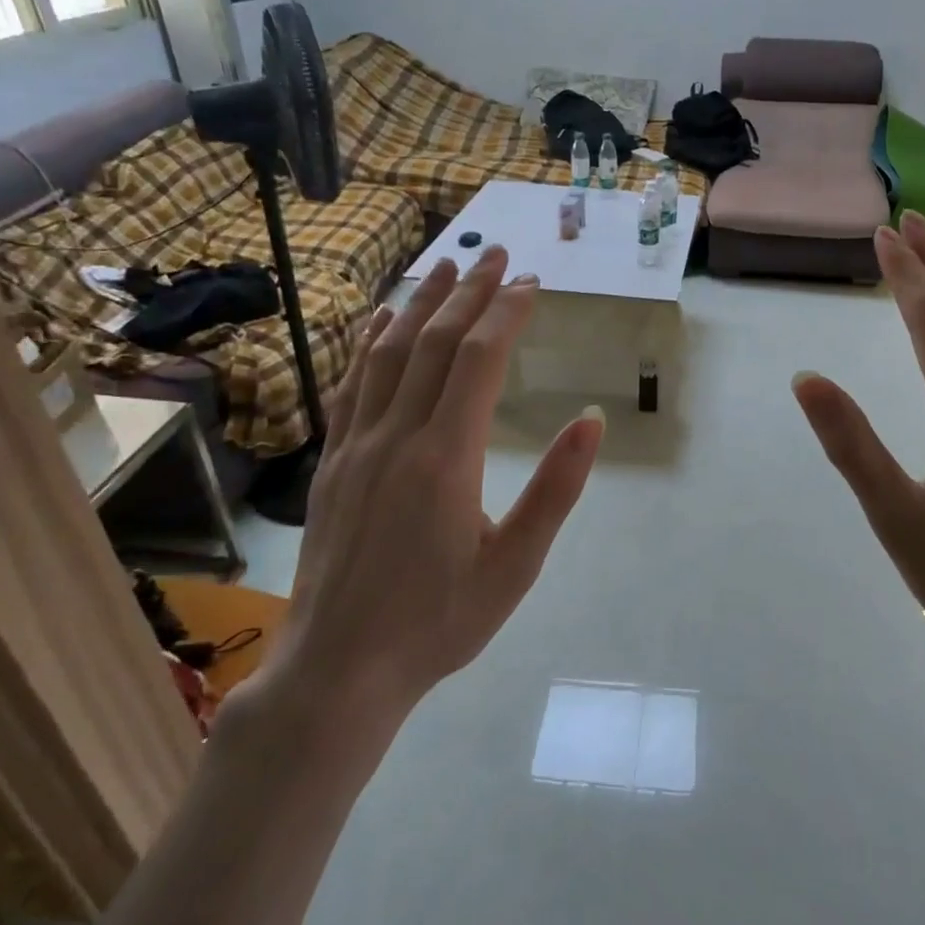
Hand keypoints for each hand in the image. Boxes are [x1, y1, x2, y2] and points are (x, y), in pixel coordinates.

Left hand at [260, 248, 603, 725]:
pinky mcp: (332, 461)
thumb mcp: (516, 567)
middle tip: (497, 255)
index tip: (530, 283)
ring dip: (420, 304)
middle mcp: (397, 436)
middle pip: (434, 342)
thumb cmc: (438, 622)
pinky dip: (369, 343)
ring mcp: (356, 445)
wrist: (338, 668)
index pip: (479, 360)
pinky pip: (351, 385)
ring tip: (446, 268)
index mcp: (446, 458)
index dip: (506, 313)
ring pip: (388, 353)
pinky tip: (380, 321)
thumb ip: (555, 490)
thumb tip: (592, 420)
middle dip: (468, 292)